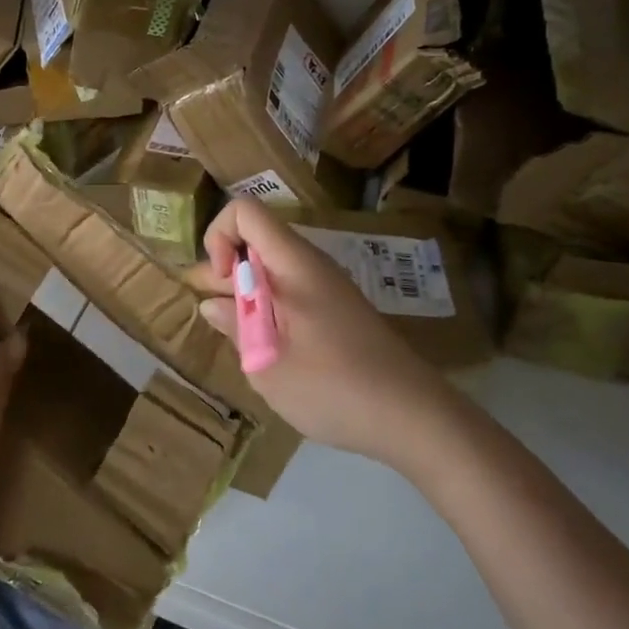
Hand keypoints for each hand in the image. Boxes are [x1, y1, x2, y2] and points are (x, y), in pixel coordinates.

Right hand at [189, 200, 454, 470]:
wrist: (415, 416)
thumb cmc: (334, 388)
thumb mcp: (268, 365)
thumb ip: (236, 327)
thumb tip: (213, 304)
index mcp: (294, 264)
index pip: (245, 212)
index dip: (219, 237)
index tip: (220, 283)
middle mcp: (311, 265)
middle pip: (257, 240)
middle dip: (227, 271)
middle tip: (218, 318)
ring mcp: (329, 287)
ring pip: (274, 268)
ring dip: (247, 294)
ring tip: (240, 340)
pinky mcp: (339, 311)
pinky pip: (293, 291)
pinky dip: (271, 309)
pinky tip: (272, 350)